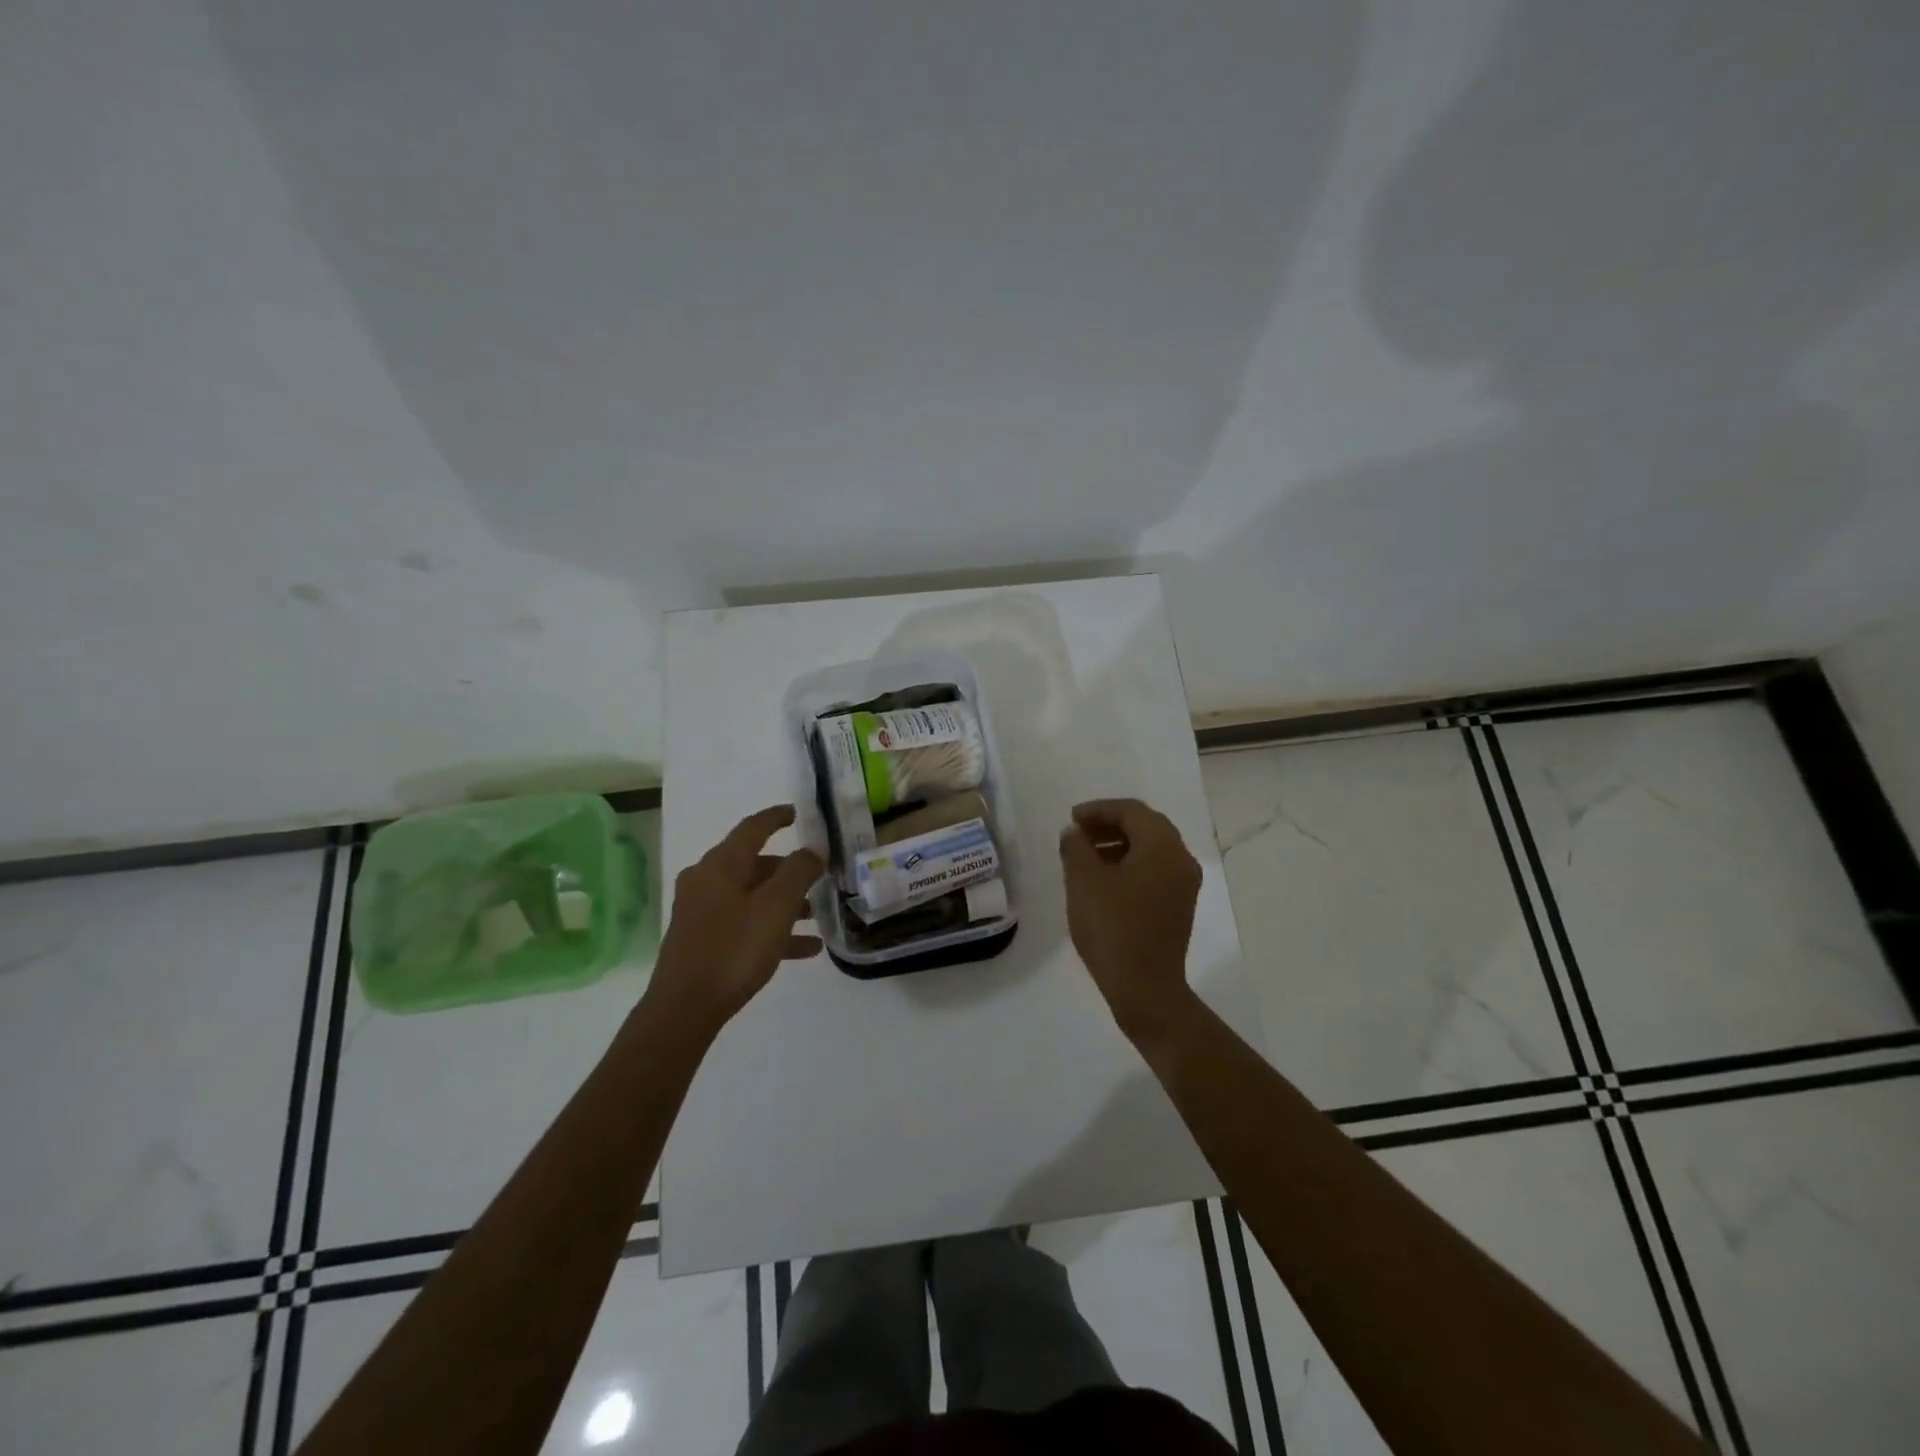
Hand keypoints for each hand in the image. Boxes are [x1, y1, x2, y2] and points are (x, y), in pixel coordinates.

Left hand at [646, 805, 824, 1034]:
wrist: (684, 1009)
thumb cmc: (733, 949)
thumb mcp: (776, 907)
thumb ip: (798, 872)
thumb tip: (812, 850)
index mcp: (720, 865)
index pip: (752, 828)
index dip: (776, 818)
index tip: (797, 813)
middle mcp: (706, 881)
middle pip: (753, 864)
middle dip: (787, 869)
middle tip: (816, 876)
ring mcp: (701, 912)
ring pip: (751, 896)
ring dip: (784, 902)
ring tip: (815, 916)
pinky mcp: (702, 940)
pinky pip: (744, 923)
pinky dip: (772, 928)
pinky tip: (804, 949)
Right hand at [1058, 798, 1202, 1043]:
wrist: (1145, 989)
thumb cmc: (1112, 928)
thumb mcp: (1083, 882)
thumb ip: (1076, 847)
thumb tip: (1075, 833)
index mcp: (1163, 847)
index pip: (1132, 811)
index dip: (1099, 810)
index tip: (1072, 819)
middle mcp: (1181, 859)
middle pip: (1146, 826)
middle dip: (1110, 824)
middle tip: (1078, 833)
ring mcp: (1184, 885)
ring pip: (1151, 849)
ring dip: (1119, 844)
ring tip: (1086, 855)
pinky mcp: (1179, 906)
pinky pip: (1155, 870)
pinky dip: (1130, 864)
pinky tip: (1104, 879)